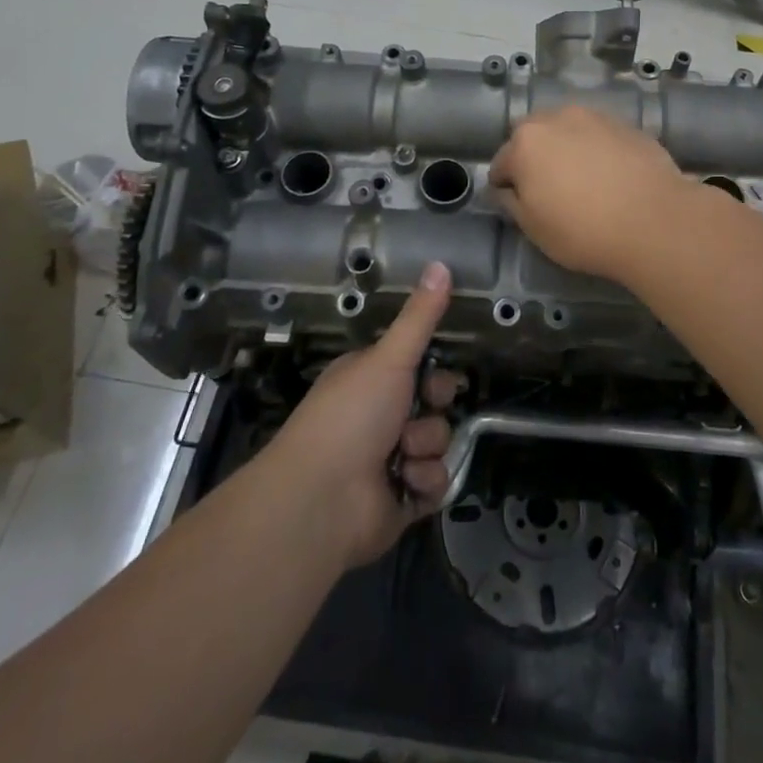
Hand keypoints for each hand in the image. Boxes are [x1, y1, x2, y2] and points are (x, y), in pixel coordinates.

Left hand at [264, 261, 464, 568]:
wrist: (321, 499)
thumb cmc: (351, 416)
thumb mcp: (388, 357)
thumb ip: (420, 316)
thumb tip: (441, 262)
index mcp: (371, 381)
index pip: (420, 370)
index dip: (435, 374)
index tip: (433, 377)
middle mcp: (380, 417)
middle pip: (435, 405)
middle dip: (432, 411)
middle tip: (416, 414)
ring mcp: (390, 460)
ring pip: (438, 443)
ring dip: (425, 448)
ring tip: (401, 457)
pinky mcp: (401, 499)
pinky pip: (435, 482)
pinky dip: (423, 483)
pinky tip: (403, 484)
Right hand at [488, 107, 699, 281]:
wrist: (655, 220)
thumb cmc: (583, 230)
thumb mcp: (534, 228)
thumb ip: (511, 202)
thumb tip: (506, 188)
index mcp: (526, 142)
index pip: (500, 163)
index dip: (505, 186)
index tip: (517, 205)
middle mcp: (557, 118)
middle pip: (533, 136)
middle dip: (534, 158)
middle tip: (549, 190)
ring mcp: (595, 117)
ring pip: (568, 131)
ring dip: (566, 149)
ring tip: (583, 181)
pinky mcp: (627, 125)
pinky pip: (599, 136)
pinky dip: (597, 150)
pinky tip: (611, 176)